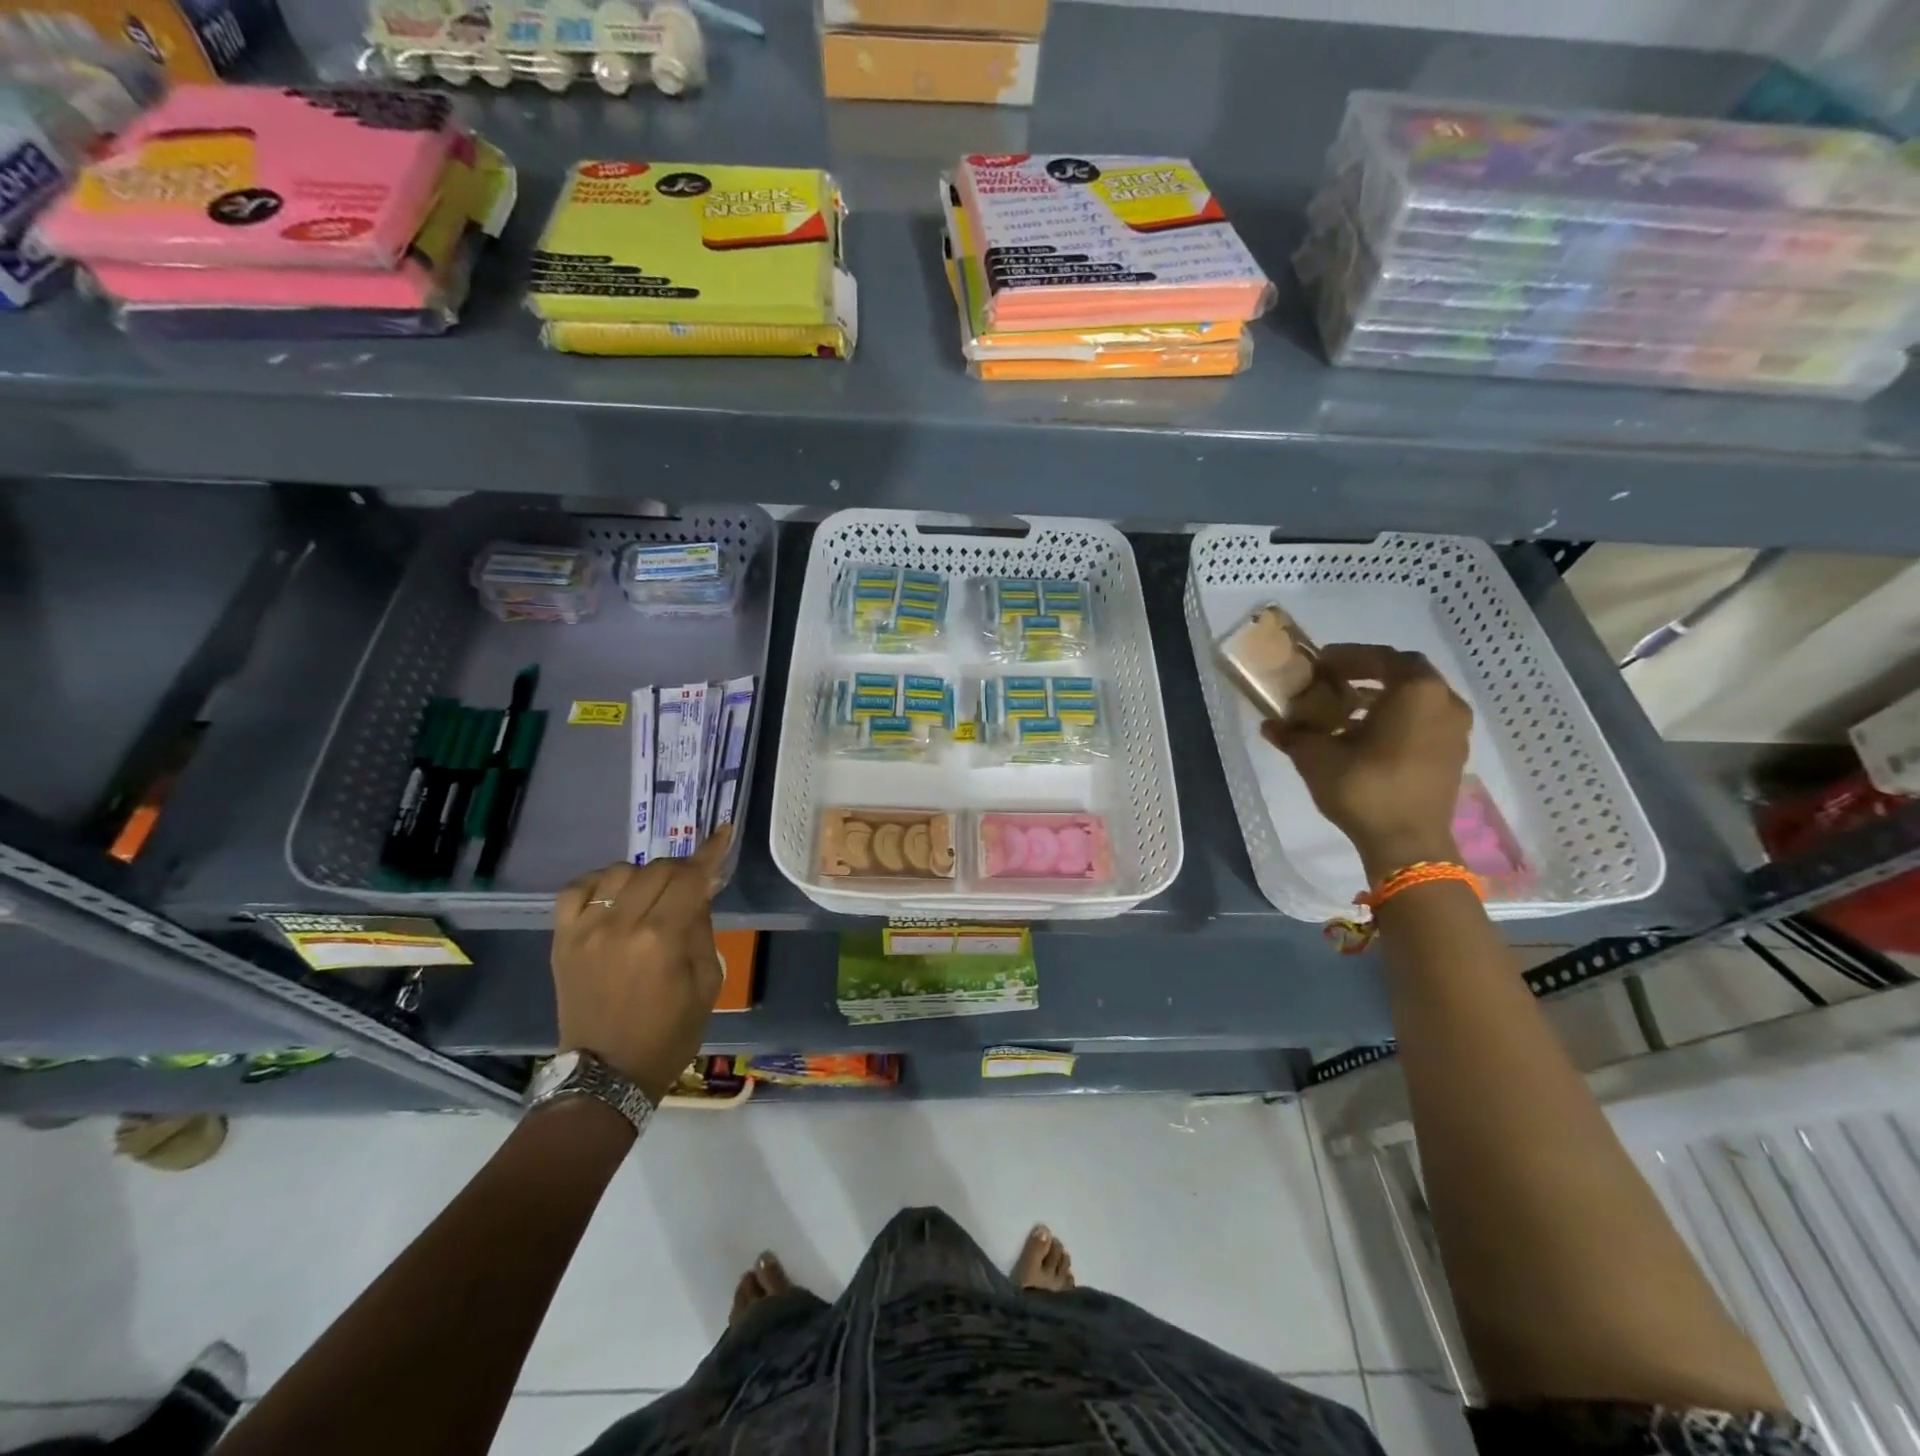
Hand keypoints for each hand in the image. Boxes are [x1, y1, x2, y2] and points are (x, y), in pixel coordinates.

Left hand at [551, 826, 732, 1103]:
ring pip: (620, 872)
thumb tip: (699, 891)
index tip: (722, 832)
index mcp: (662, 939)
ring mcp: (585, 931)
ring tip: (653, 893)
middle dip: (682, 869)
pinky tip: (614, 893)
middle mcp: (621, 925)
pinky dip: (599, 882)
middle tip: (693, 884)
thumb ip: (702, 929)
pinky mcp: (562, 940)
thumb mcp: (707, 982)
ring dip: (644, 875)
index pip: (690, 878)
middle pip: (657, 869)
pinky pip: (577, 890)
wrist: (606, 1074)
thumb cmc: (669, 1033)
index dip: (710, 852)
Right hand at [1262, 645, 1470, 880]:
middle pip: (1405, 674)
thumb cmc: (1365, 788)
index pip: (1382, 657)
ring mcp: (1455, 730)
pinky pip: (1425, 721)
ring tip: (1347, 709)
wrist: (1408, 844)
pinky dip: (1398, 718)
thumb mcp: (1317, 757)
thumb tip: (1270, 725)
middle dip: (1369, 673)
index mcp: (1416, 691)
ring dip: (1384, 697)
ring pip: (1417, 698)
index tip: (1321, 663)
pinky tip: (1367, 736)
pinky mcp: (1453, 754)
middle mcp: (1444, 702)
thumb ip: (1294, 734)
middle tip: (1334, 681)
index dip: (1349, 656)